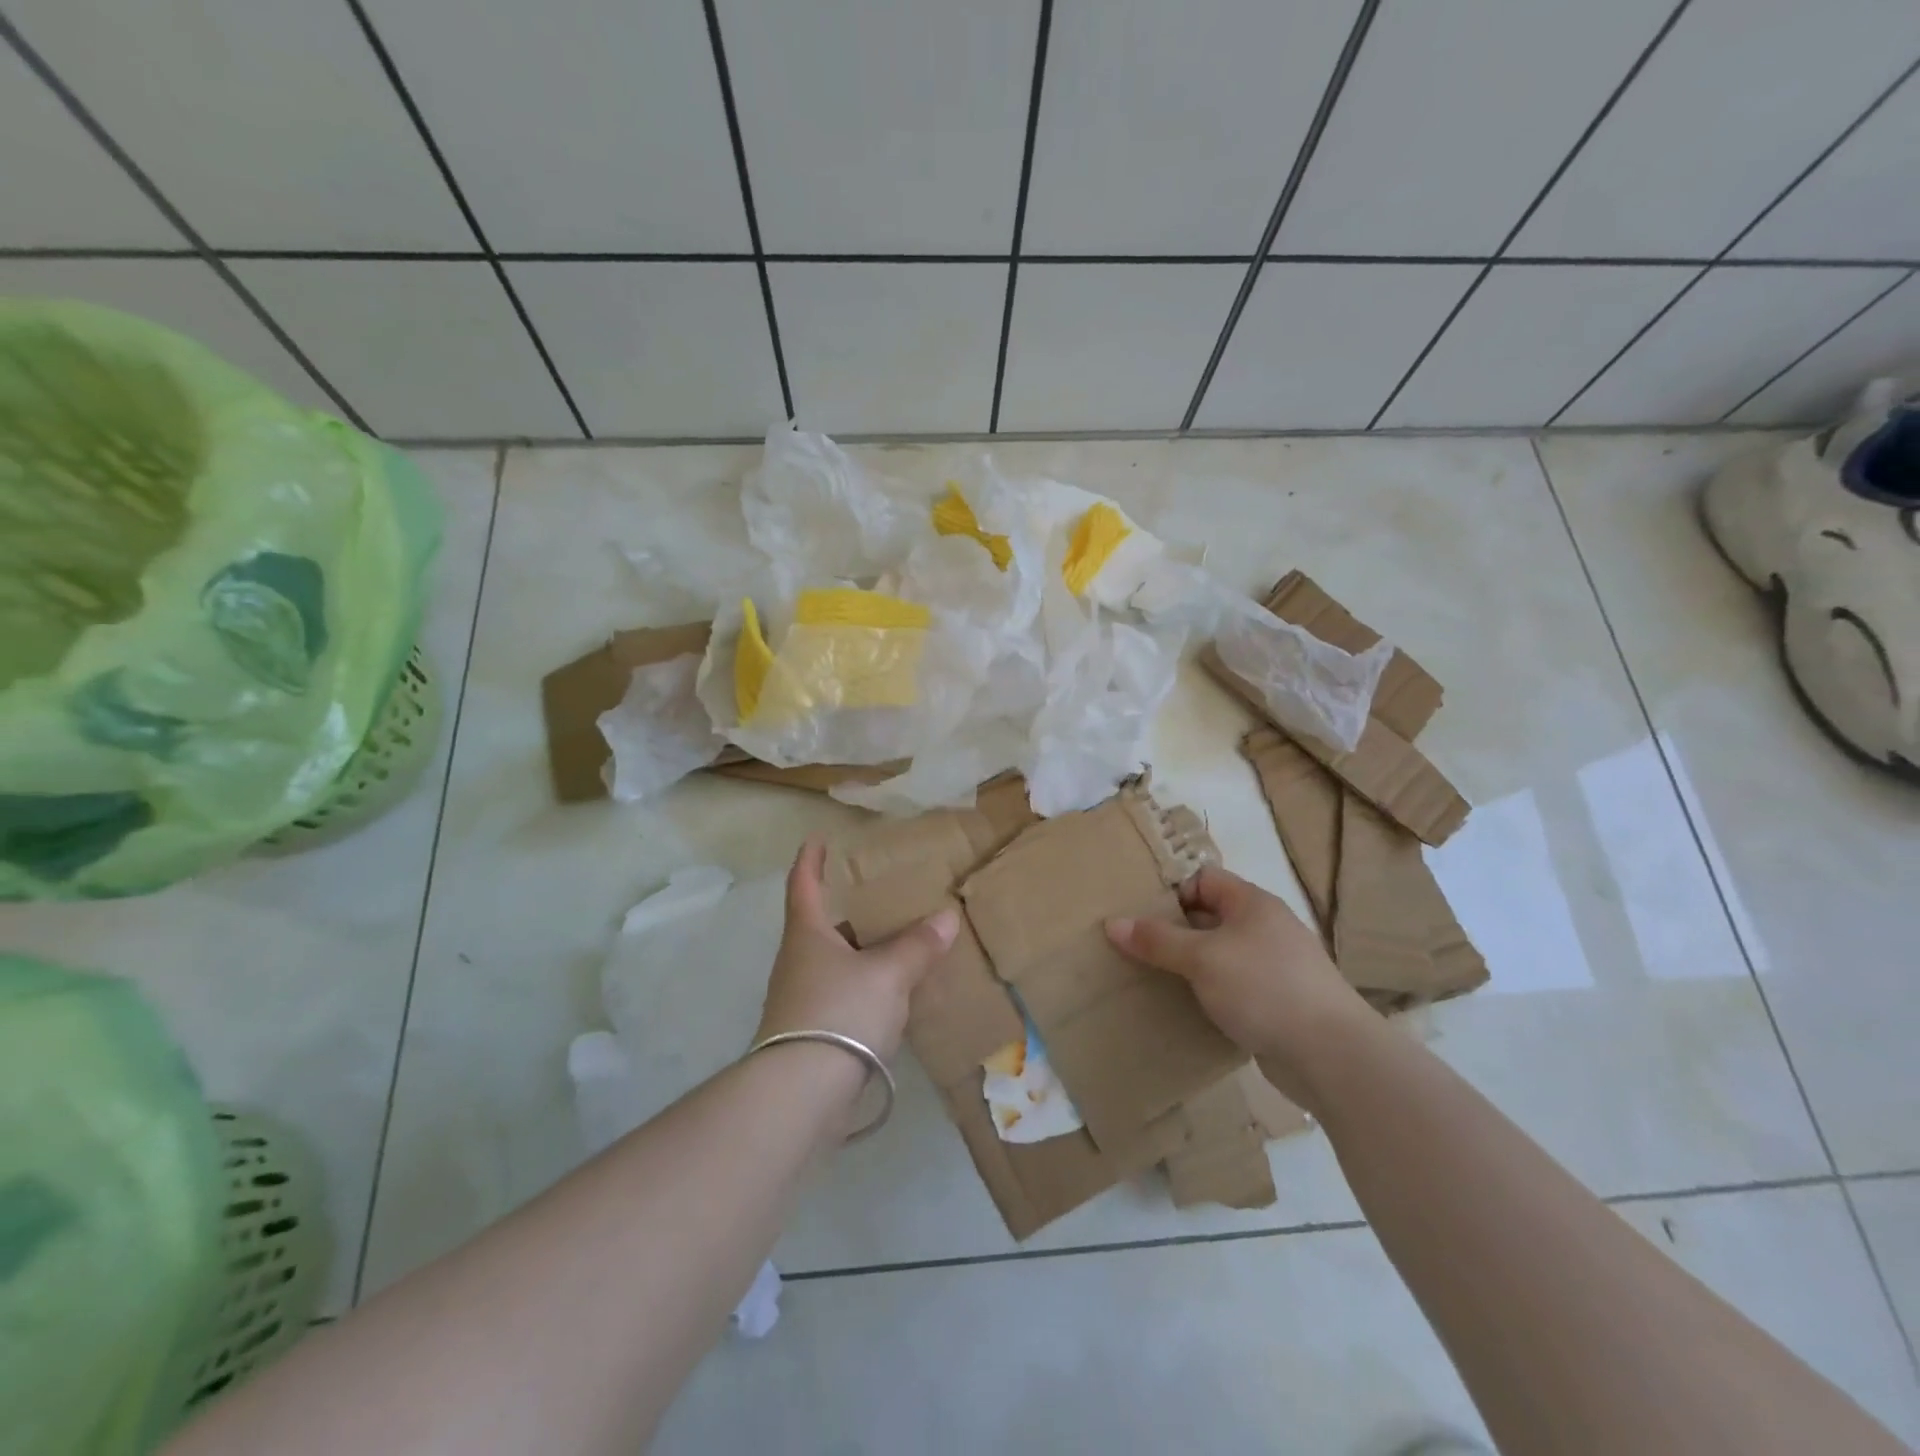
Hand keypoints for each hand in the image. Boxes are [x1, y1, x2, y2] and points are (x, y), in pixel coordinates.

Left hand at [756, 836, 958, 1062]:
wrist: (802, 1092)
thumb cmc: (840, 1012)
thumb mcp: (888, 974)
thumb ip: (917, 945)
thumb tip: (946, 917)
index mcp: (808, 933)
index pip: (803, 884)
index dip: (810, 859)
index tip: (818, 839)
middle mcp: (798, 960)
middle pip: (820, 924)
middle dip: (846, 908)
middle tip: (878, 893)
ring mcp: (801, 998)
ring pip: (833, 961)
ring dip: (859, 949)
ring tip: (895, 941)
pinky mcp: (812, 1031)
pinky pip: (842, 993)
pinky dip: (864, 984)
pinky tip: (891, 992)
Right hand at [1105, 865, 1370, 1100]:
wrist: (1332, 1054)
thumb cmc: (1264, 987)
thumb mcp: (1202, 958)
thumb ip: (1157, 940)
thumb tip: (1112, 923)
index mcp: (1252, 903)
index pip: (1203, 879)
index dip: (1171, 891)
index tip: (1140, 915)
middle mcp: (1265, 927)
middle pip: (1209, 916)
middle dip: (1174, 930)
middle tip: (1136, 947)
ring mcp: (1275, 966)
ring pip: (1220, 954)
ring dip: (1190, 965)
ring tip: (1154, 978)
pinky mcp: (1279, 1002)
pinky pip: (1234, 986)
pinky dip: (1210, 993)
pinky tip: (1189, 1008)